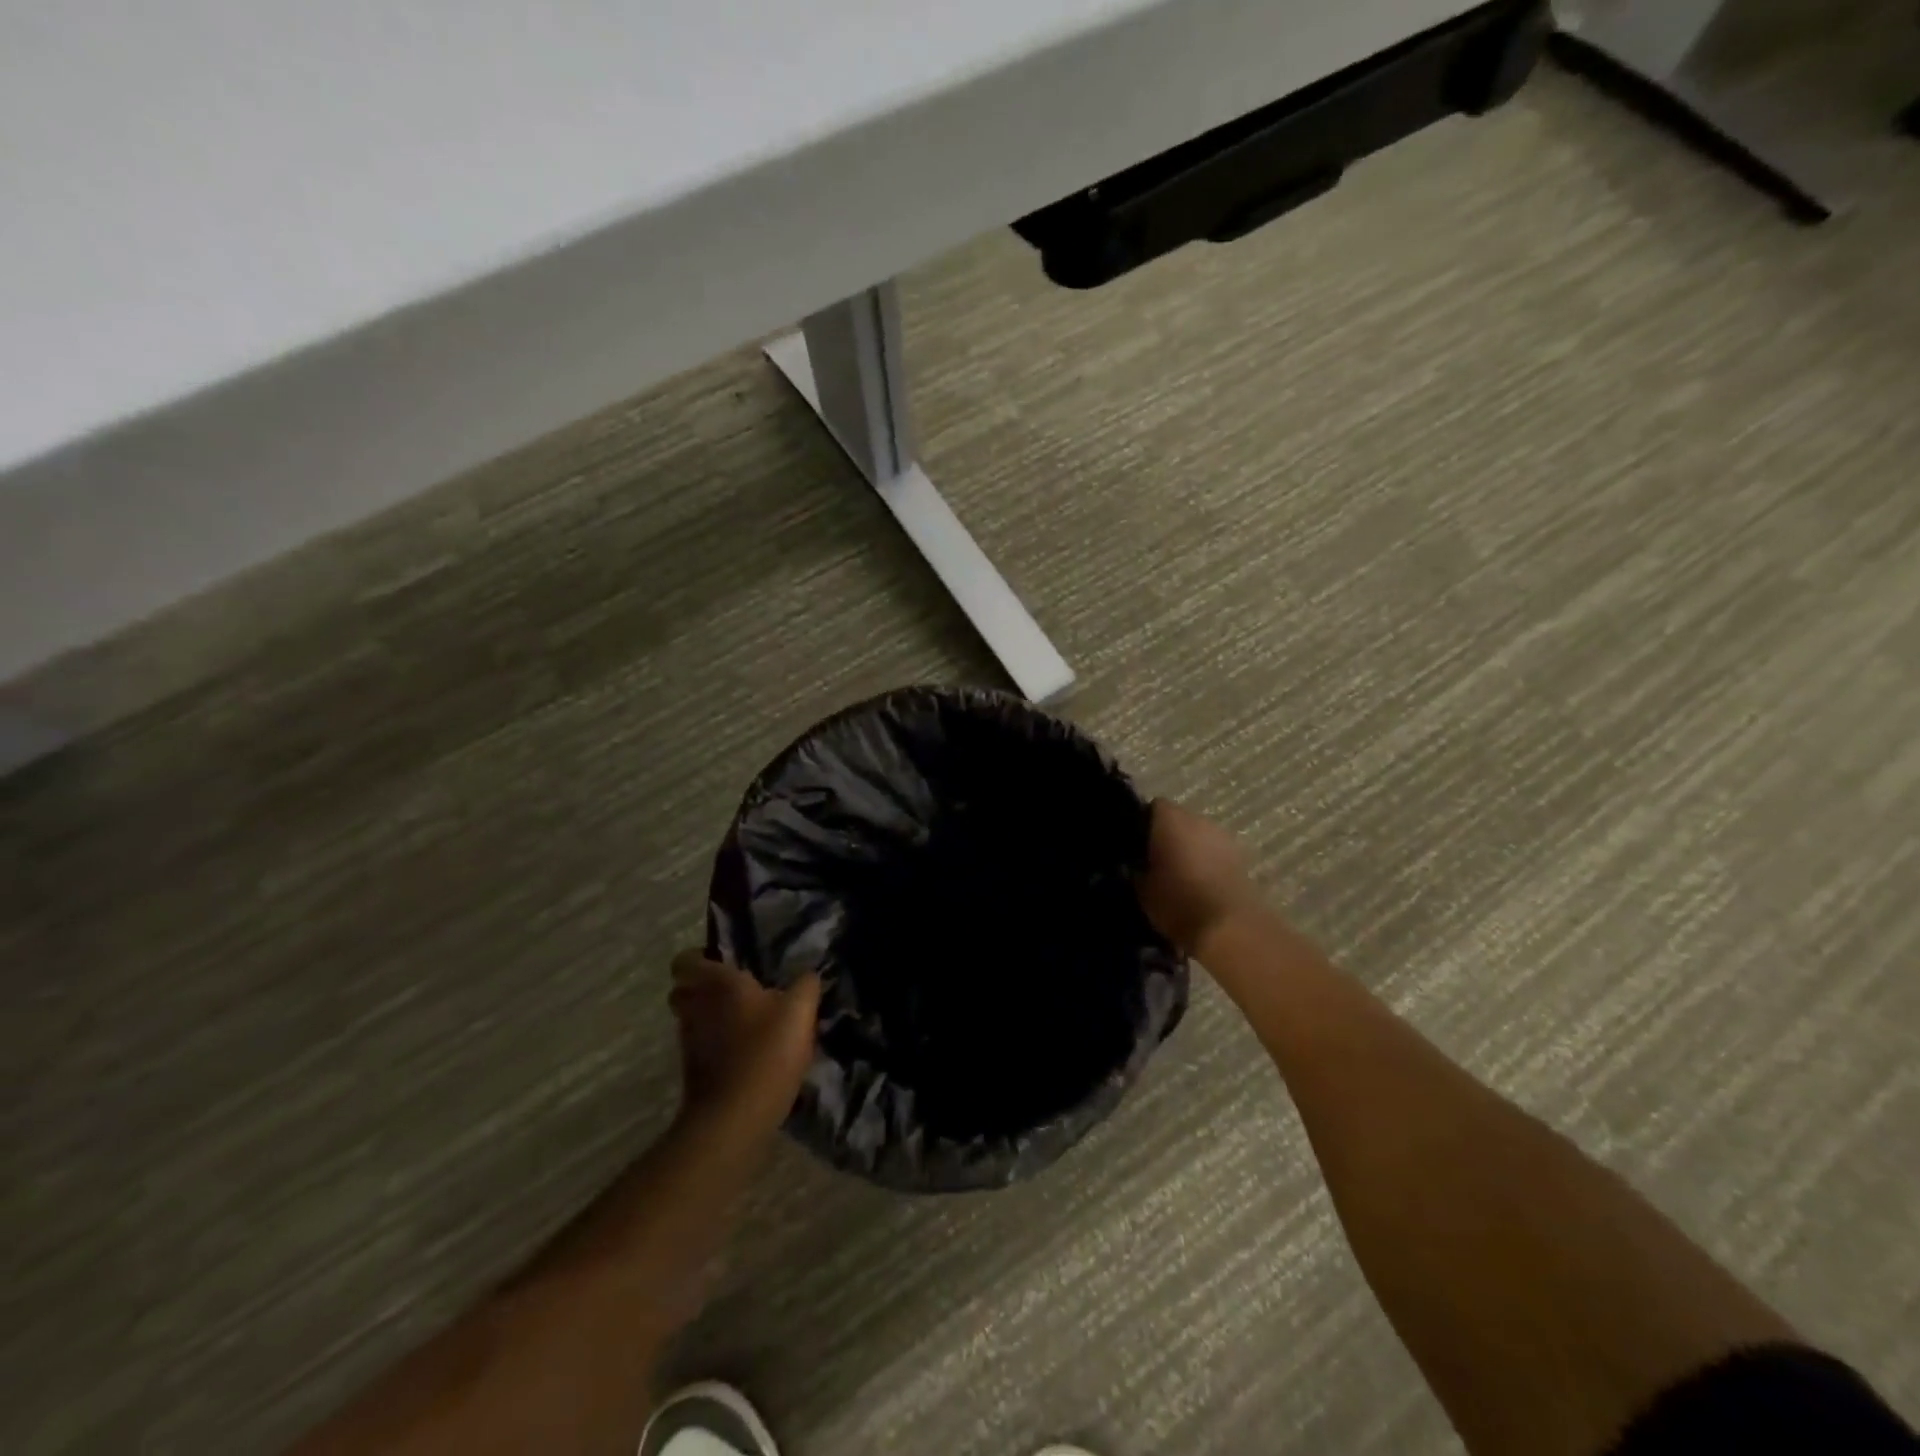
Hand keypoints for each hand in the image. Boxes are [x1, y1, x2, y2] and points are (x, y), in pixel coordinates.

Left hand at [670, 951, 821, 1130]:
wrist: (734, 1119)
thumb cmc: (766, 1052)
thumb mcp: (800, 1012)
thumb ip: (805, 986)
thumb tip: (807, 975)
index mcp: (717, 984)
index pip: (686, 959)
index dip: (702, 958)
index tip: (727, 962)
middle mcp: (695, 1007)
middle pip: (684, 989)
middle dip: (704, 988)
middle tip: (738, 991)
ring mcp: (689, 1041)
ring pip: (693, 1018)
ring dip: (712, 1017)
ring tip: (748, 1022)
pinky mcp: (693, 1071)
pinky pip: (702, 1045)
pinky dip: (717, 1044)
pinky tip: (748, 1051)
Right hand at [1136, 800, 1260, 955]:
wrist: (1230, 928)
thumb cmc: (1178, 901)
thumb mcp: (1140, 889)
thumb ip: (1133, 869)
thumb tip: (1130, 864)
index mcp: (1171, 819)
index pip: (1152, 807)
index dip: (1142, 823)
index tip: (1133, 844)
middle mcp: (1199, 819)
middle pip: (1178, 820)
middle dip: (1167, 835)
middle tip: (1153, 860)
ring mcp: (1224, 838)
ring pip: (1199, 836)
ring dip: (1189, 849)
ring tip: (1177, 875)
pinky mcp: (1241, 859)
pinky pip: (1215, 854)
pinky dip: (1207, 863)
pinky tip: (1198, 885)